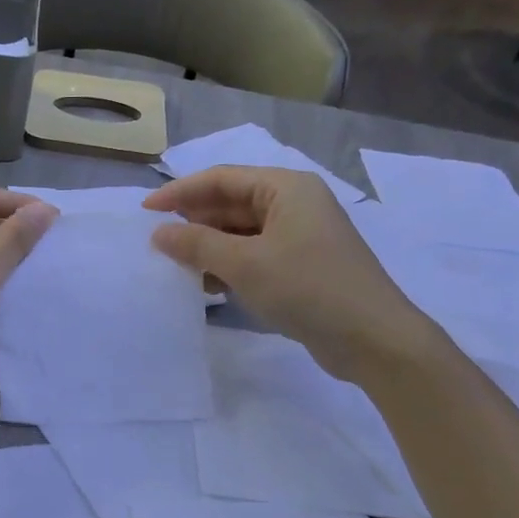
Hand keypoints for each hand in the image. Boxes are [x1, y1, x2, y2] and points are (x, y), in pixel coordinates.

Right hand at [142, 167, 431, 377]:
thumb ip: (197, 244)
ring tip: (180, 269)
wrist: (373, 338)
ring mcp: (301, 236)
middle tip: (158, 244)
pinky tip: (210, 287)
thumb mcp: (244, 264)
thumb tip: (159, 233)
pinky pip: (255, 255)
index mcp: (286, 188)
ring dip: (210, 248)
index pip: (221, 179)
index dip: (179, 192)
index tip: (145, 212)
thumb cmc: (307, 288)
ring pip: (241, 232)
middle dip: (195, 223)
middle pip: (231, 204)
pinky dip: (230, 266)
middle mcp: (294, 204)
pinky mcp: (303, 266)